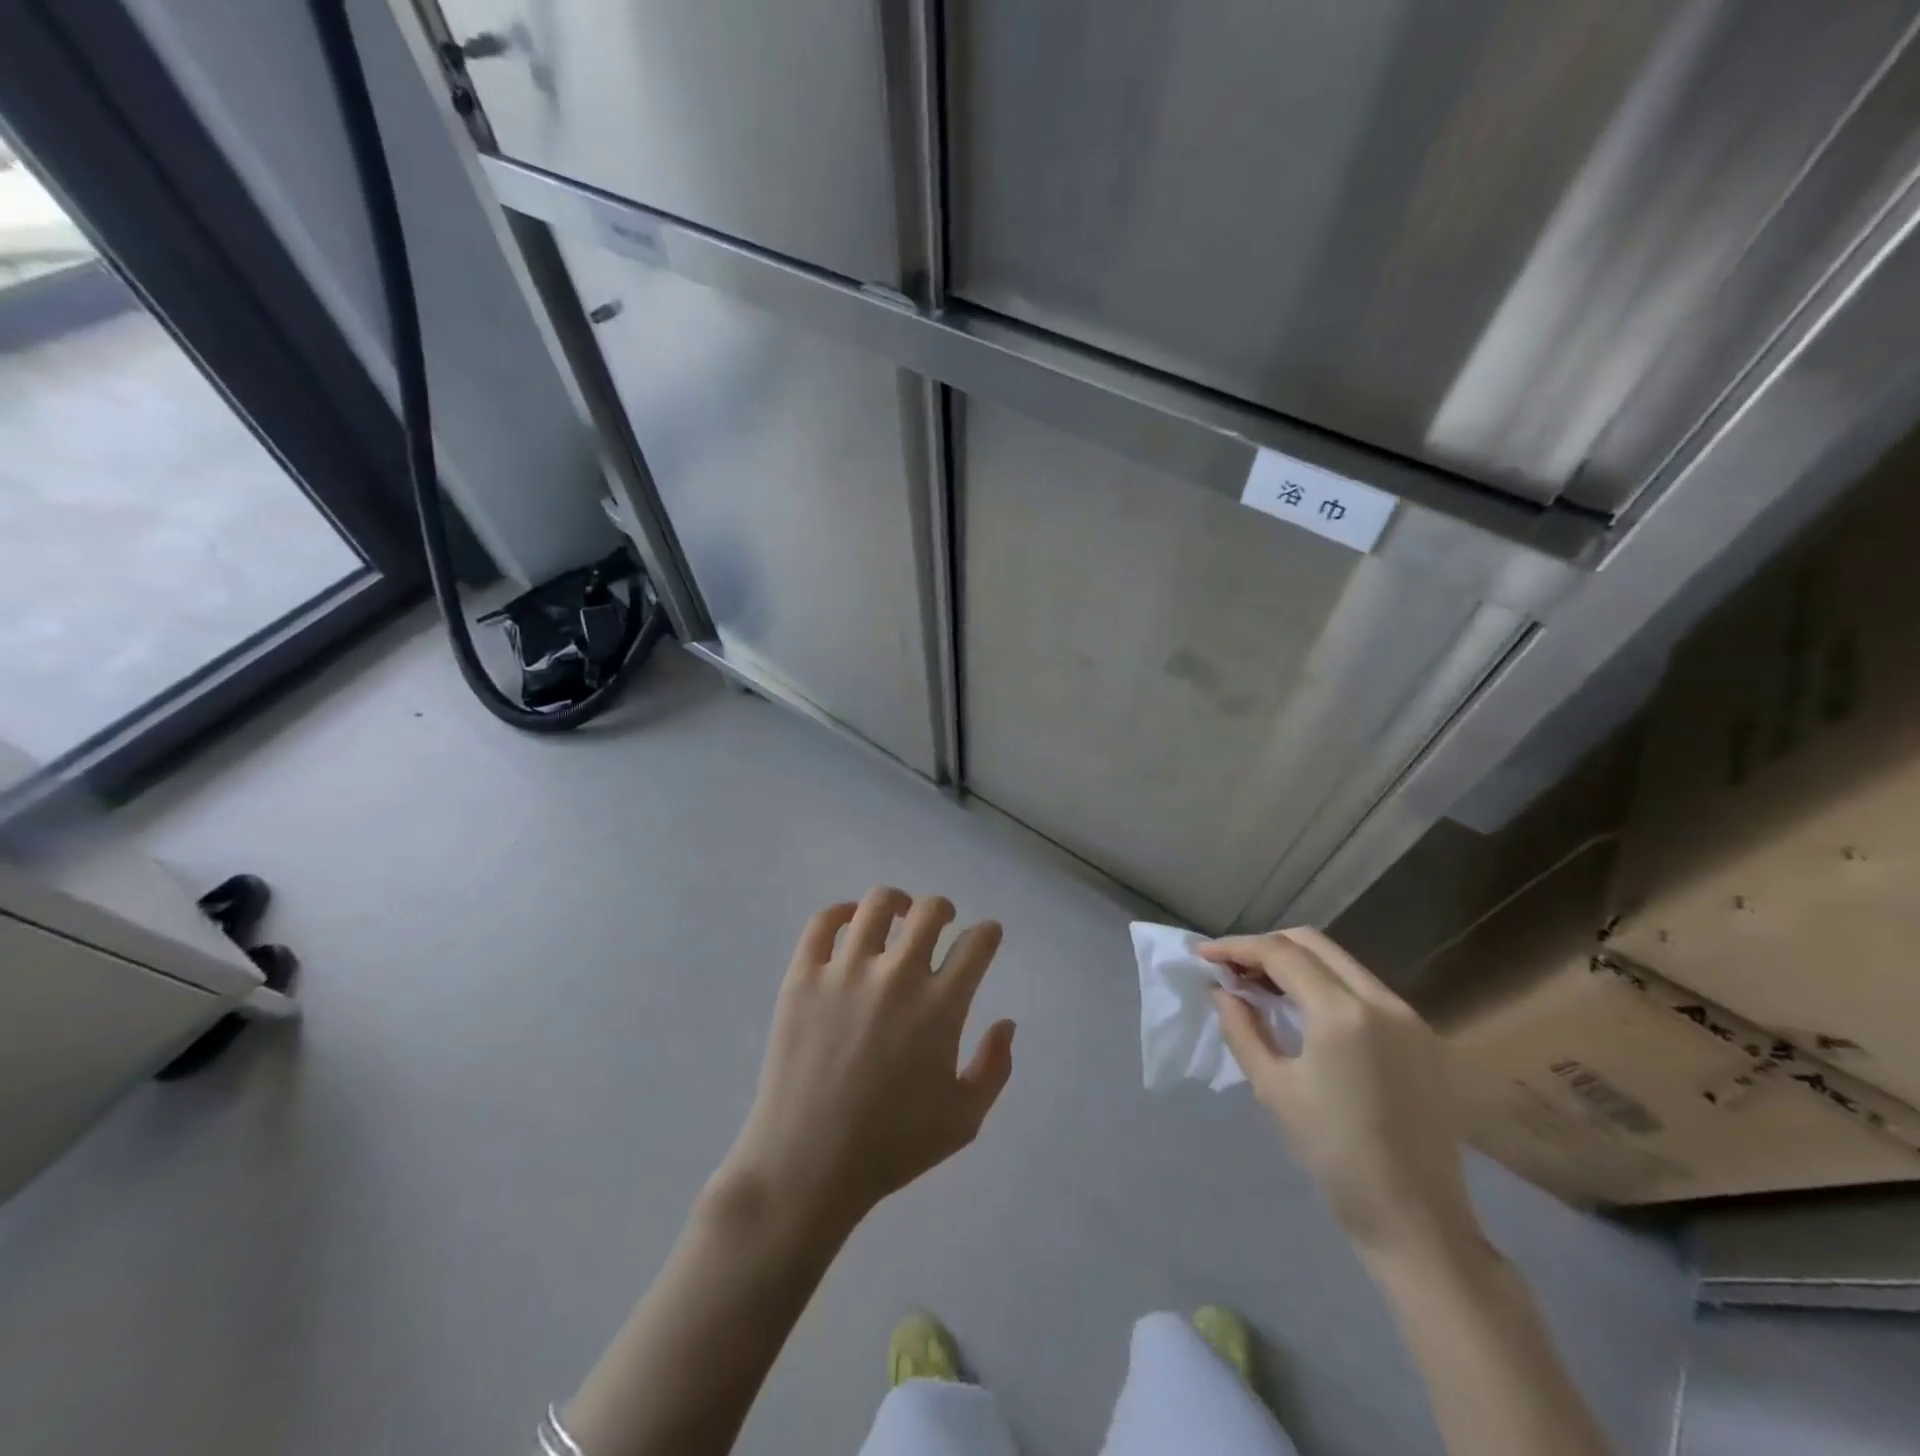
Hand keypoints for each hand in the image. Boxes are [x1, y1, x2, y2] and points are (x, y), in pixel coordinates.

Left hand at [722, 887, 1015, 1231]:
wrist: (808, 1164)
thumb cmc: (892, 1146)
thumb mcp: (964, 1119)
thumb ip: (995, 1067)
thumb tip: (1007, 1023)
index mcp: (940, 1006)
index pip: (977, 944)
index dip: (988, 933)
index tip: (987, 936)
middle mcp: (897, 976)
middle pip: (930, 910)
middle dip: (945, 909)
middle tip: (942, 923)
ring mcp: (845, 971)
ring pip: (877, 905)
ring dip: (898, 903)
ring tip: (898, 915)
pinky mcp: (802, 976)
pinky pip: (823, 923)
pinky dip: (841, 912)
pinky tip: (851, 922)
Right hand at [1202, 928, 1478, 1262]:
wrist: (1416, 1219)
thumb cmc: (1333, 1155)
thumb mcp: (1274, 1088)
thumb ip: (1242, 1028)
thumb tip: (1221, 990)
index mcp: (1343, 1014)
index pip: (1281, 953)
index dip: (1236, 948)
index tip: (1203, 956)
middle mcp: (1382, 1001)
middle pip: (1314, 944)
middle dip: (1266, 947)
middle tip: (1231, 967)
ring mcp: (1409, 1016)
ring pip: (1341, 962)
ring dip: (1297, 963)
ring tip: (1260, 985)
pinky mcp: (1422, 1036)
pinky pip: (1364, 988)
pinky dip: (1326, 984)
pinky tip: (1303, 1009)